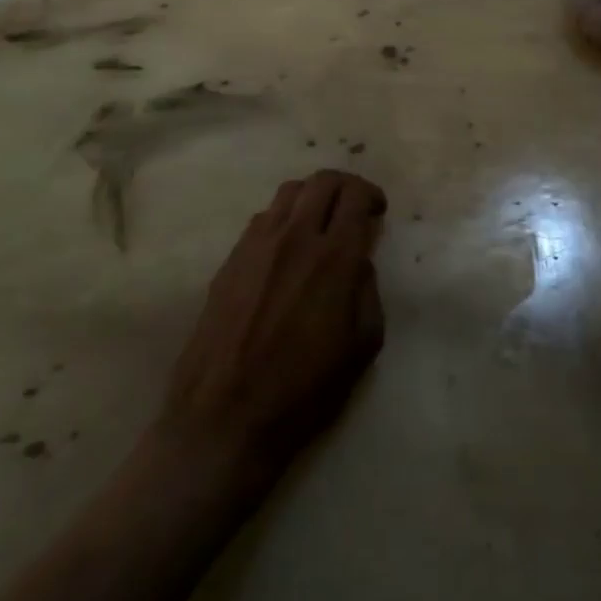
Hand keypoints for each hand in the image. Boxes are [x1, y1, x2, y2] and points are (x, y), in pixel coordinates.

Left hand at [155, 170, 386, 472]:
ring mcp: (255, 246)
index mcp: (333, 258)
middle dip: (345, 186)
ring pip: (288, 193)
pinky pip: (261, 219)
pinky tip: (285, 249)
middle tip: (354, 208)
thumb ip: (367, 293)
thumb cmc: (304, 391)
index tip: (377, 211)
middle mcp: (294, 238)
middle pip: (322, 181)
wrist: (224, 419)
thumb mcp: (362, 348)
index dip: (371, 195)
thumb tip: (359, 264)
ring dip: (312, 197)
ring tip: (319, 224)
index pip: (355, 196)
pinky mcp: (229, 261)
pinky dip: (283, 219)